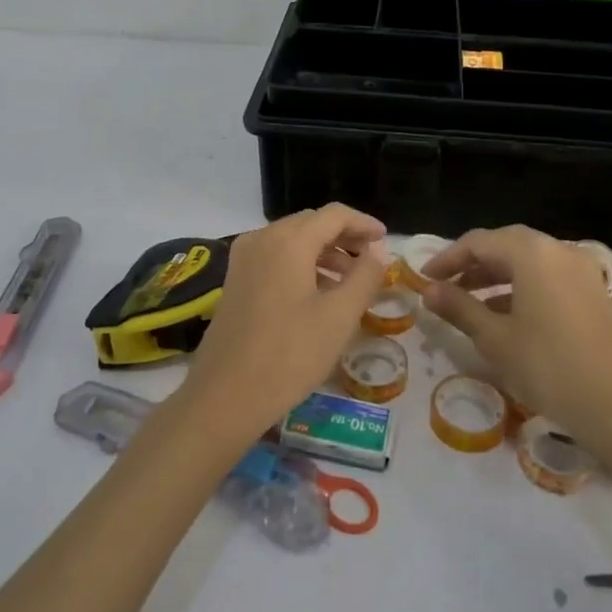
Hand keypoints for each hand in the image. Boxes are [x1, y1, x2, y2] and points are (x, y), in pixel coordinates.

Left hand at [180, 203, 387, 439]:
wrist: (225, 396)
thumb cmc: (290, 354)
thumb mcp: (339, 316)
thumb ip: (365, 276)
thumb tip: (378, 250)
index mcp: (288, 241)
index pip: (333, 215)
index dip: (363, 223)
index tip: (386, 239)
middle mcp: (261, 239)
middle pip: (310, 224)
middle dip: (344, 236)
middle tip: (371, 259)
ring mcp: (243, 260)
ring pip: (292, 241)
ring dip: (323, 252)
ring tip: (350, 280)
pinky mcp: (235, 281)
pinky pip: (275, 258)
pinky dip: (301, 265)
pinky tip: (318, 293)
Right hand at [420, 225, 611, 444]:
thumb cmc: (547, 366)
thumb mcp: (495, 338)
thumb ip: (459, 308)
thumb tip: (429, 291)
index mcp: (532, 253)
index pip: (479, 242)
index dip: (448, 258)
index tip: (424, 279)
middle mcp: (559, 251)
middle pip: (506, 245)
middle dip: (472, 264)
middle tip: (444, 287)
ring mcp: (581, 271)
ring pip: (528, 262)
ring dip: (495, 276)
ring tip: (468, 302)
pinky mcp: (592, 292)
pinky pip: (548, 277)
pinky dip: (521, 287)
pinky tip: (504, 315)